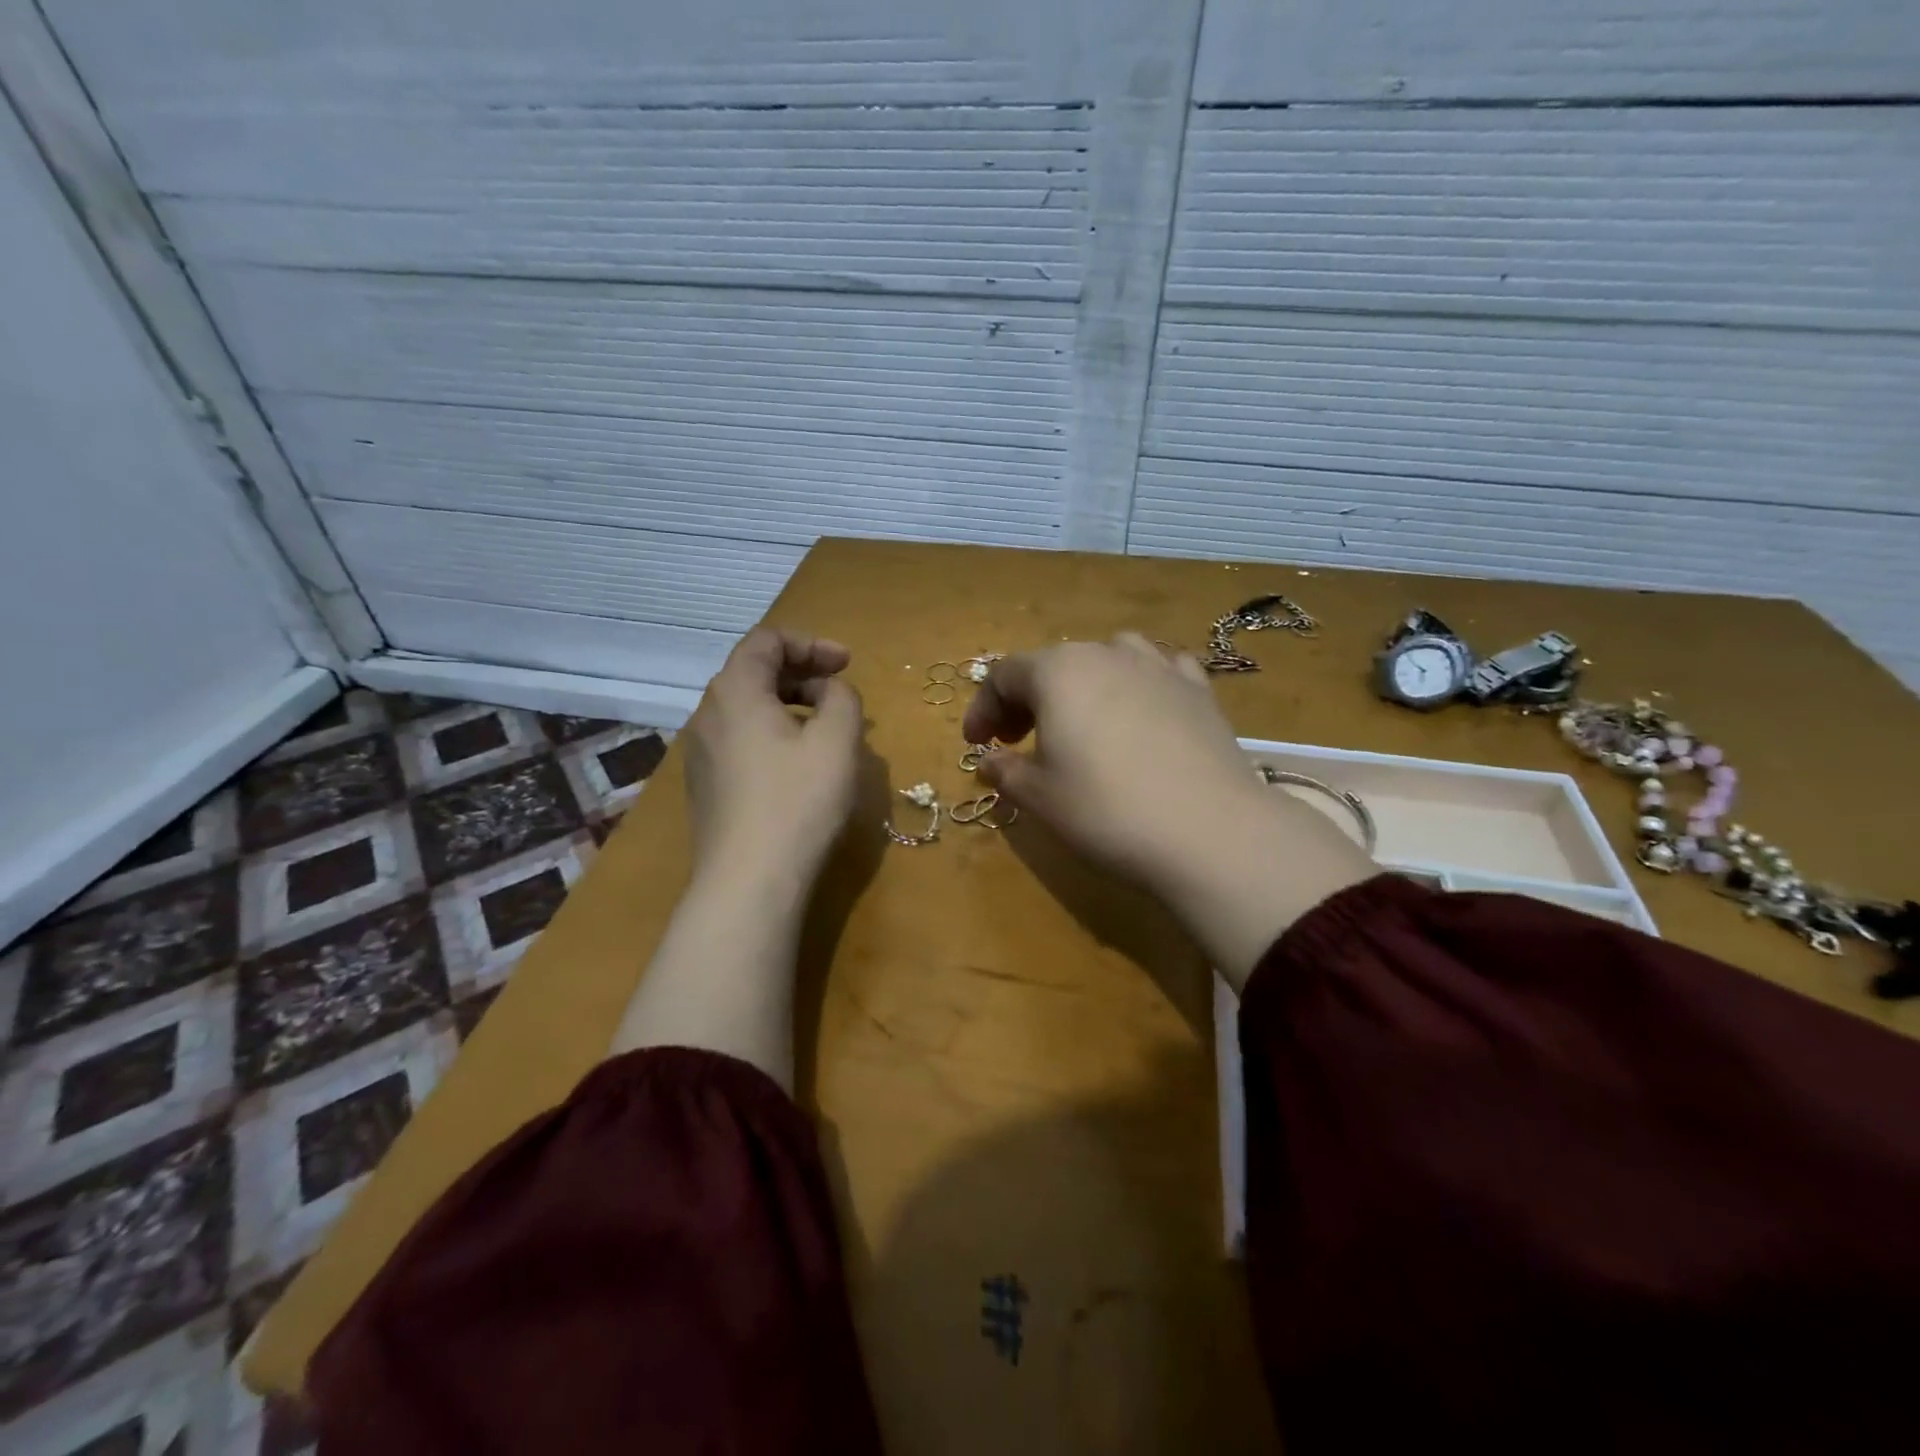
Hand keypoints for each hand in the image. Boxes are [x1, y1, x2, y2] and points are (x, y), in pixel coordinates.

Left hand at [681, 628, 864, 889]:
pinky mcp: (706, 786)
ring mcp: (701, 753)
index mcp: (735, 691)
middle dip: (802, 672)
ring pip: (747, 709)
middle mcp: (708, 714)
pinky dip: (773, 734)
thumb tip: (830, 692)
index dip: (811, 643)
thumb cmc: (798, 801)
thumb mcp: (837, 740)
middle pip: (753, 671)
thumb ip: (842, 698)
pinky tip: (799, 765)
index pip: (766, 640)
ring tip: (826, 728)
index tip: (847, 664)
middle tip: (840, 692)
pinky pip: (740, 740)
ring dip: (789, 705)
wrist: (748, 881)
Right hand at [963, 634, 1374, 986]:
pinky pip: (1158, 670)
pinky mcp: (1199, 689)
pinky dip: (1138, 685)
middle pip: (1052, 664)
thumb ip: (1004, 771)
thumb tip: (988, 760)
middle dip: (1027, 700)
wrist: (1209, 832)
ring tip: (1082, 720)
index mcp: (1058, 671)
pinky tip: (1142, 712)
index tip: (977, 745)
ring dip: (1082, 686)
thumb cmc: (1106, 810)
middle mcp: (1107, 652)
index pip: (1003, 675)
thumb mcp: (1038, 797)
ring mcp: (1159, 666)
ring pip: (1107, 657)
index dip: (983, 709)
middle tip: (1018, 741)